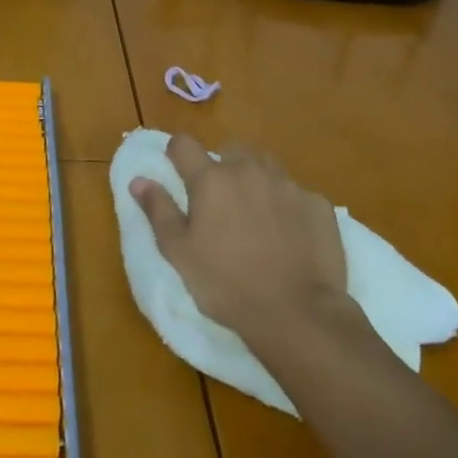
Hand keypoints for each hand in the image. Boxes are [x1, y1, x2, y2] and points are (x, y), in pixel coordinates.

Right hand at [131, 134, 348, 347]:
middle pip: (230, 150)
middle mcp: (249, 170)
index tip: (177, 170)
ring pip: (266, 166)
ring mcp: (288, 185)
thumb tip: (139, 180)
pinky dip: (288, 205)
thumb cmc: (225, 284)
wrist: (296, 313)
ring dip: (256, 179)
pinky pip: (297, 193)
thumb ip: (158, 210)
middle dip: (221, 167)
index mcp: (211, 179)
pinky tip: (289, 234)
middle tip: (219, 201)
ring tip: (254, 213)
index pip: (184, 144)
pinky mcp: (318, 205)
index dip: (176, 153)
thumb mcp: (179, 252)